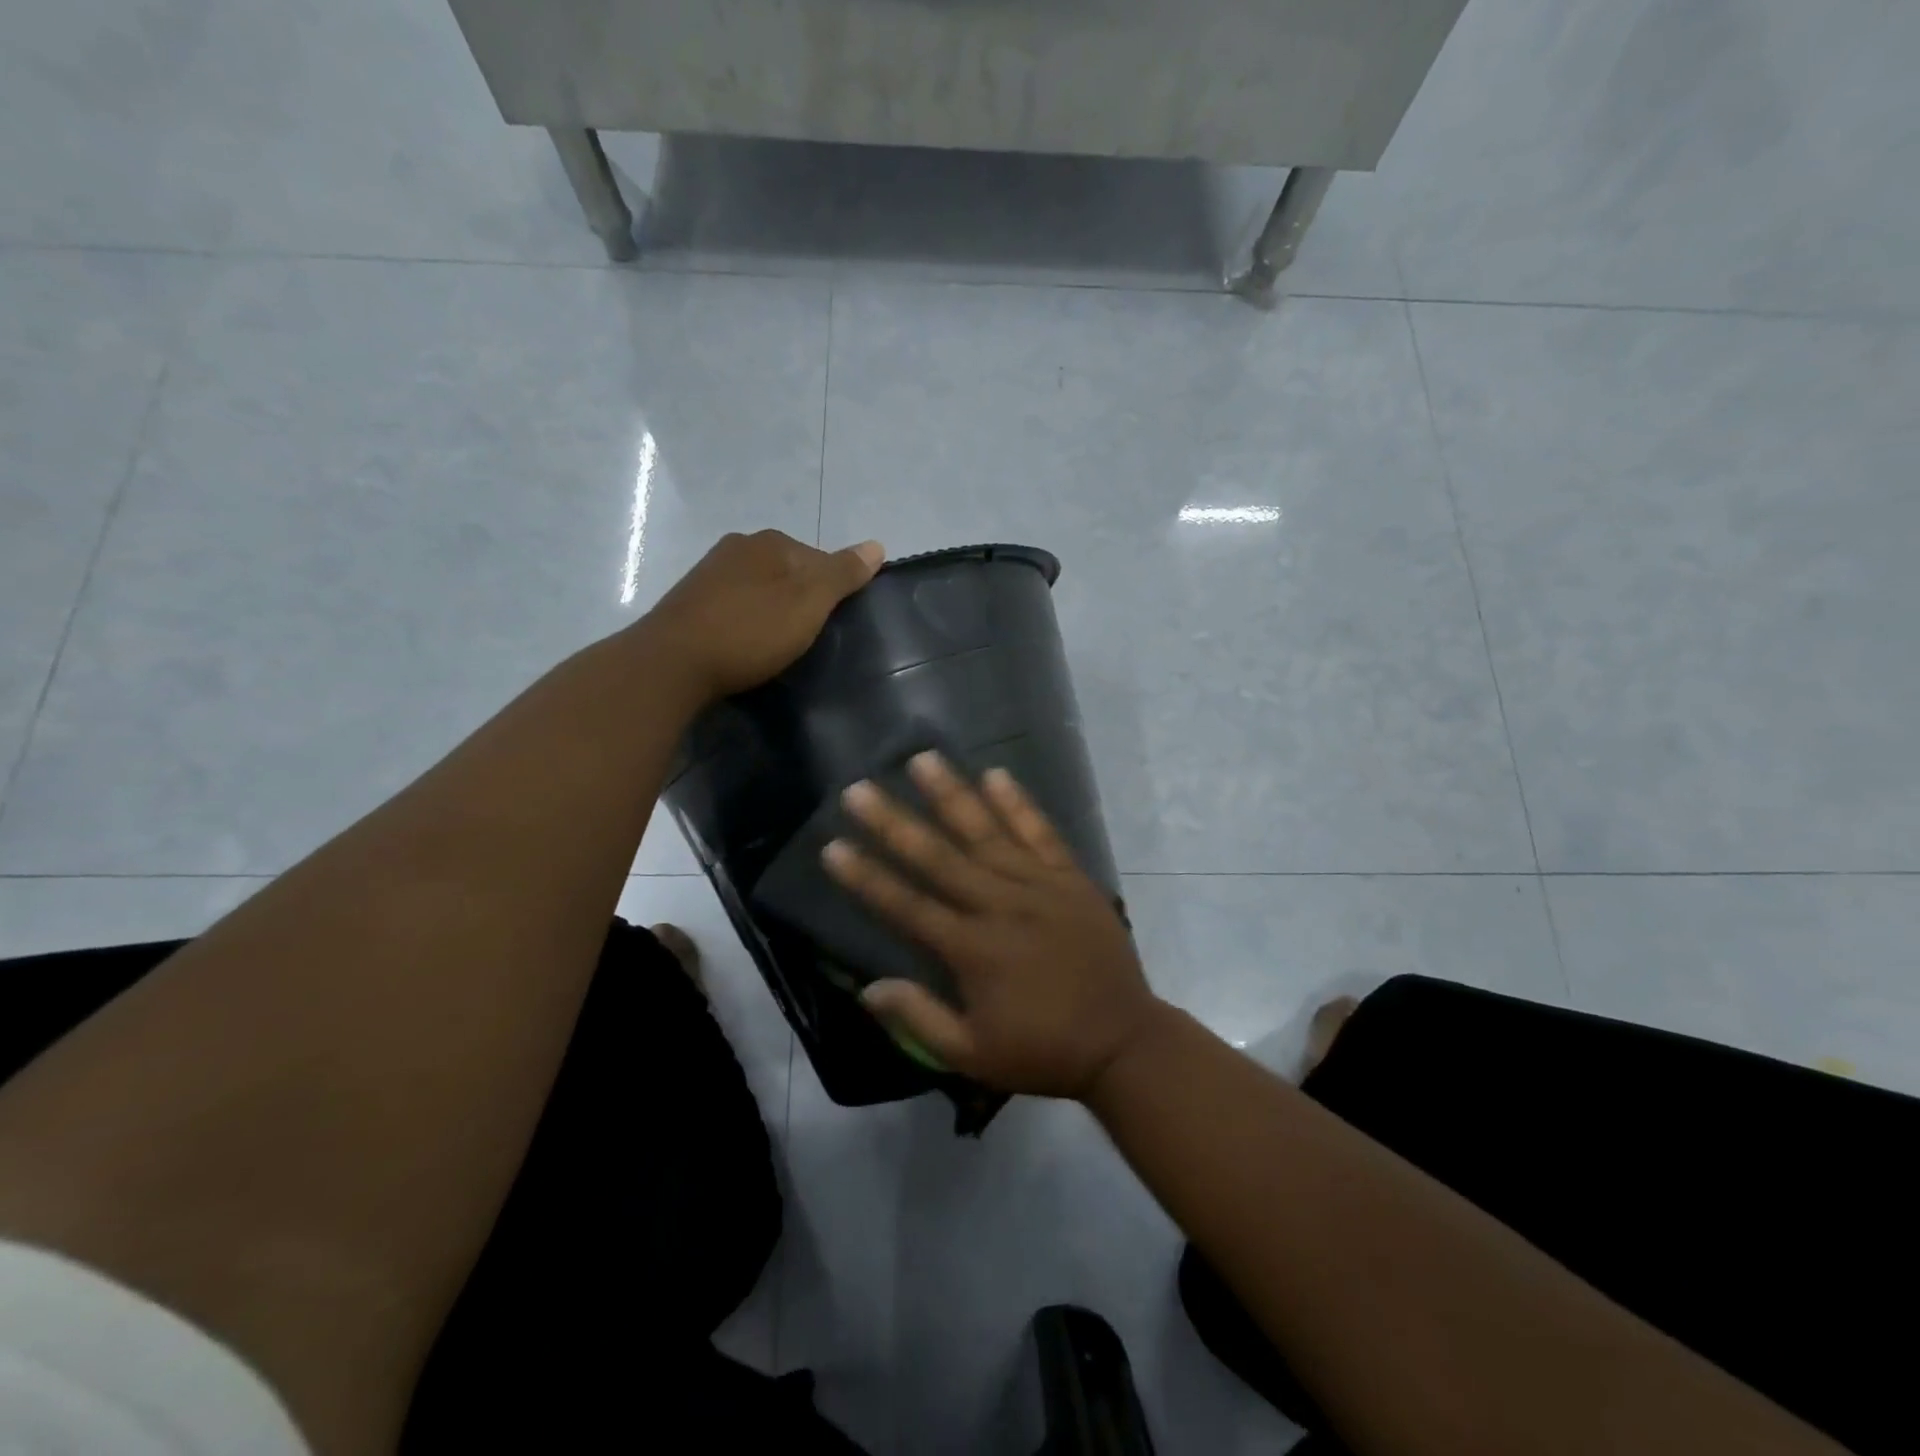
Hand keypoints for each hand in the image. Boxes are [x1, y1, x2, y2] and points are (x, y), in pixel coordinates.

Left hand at [644, 530, 883, 700]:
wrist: (672, 663)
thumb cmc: (750, 631)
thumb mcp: (809, 603)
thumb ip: (843, 574)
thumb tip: (877, 545)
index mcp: (770, 542)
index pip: (820, 559)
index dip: (832, 593)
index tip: (831, 626)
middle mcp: (737, 546)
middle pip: (788, 572)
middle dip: (800, 600)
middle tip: (806, 639)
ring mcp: (708, 572)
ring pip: (759, 589)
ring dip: (771, 611)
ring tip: (775, 646)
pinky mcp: (689, 601)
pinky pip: (733, 606)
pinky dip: (745, 622)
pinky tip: (744, 645)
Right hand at [822, 753, 1167, 1100]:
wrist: (1124, 1041)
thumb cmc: (1044, 1051)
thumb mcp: (974, 1055)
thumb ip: (920, 1019)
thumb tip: (868, 988)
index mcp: (972, 949)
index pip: (907, 905)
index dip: (867, 877)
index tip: (833, 846)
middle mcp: (1000, 905)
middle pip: (938, 857)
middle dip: (894, 822)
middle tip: (859, 788)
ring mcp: (1039, 886)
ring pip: (987, 832)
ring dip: (952, 794)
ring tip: (922, 759)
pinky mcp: (1071, 878)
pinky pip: (1041, 833)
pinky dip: (1019, 804)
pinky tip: (996, 774)